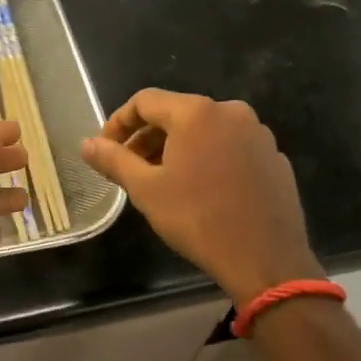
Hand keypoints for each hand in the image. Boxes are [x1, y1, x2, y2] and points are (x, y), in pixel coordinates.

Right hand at [80, 89, 321, 305]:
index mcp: (197, 113)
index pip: (145, 101)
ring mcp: (258, 134)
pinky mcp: (273, 157)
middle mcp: (231, 112)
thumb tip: (87, 144)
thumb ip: (114, 160)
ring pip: (205, 131)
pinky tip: (201, 190)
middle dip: (147, 137)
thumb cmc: (198, 219)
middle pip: (177, 113)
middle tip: (129, 168)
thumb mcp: (146, 189)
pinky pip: (230, 147)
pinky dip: (207, 159)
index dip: (119, 122)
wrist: (265, 259)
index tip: (105, 149)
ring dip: (176, 149)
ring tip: (162, 180)